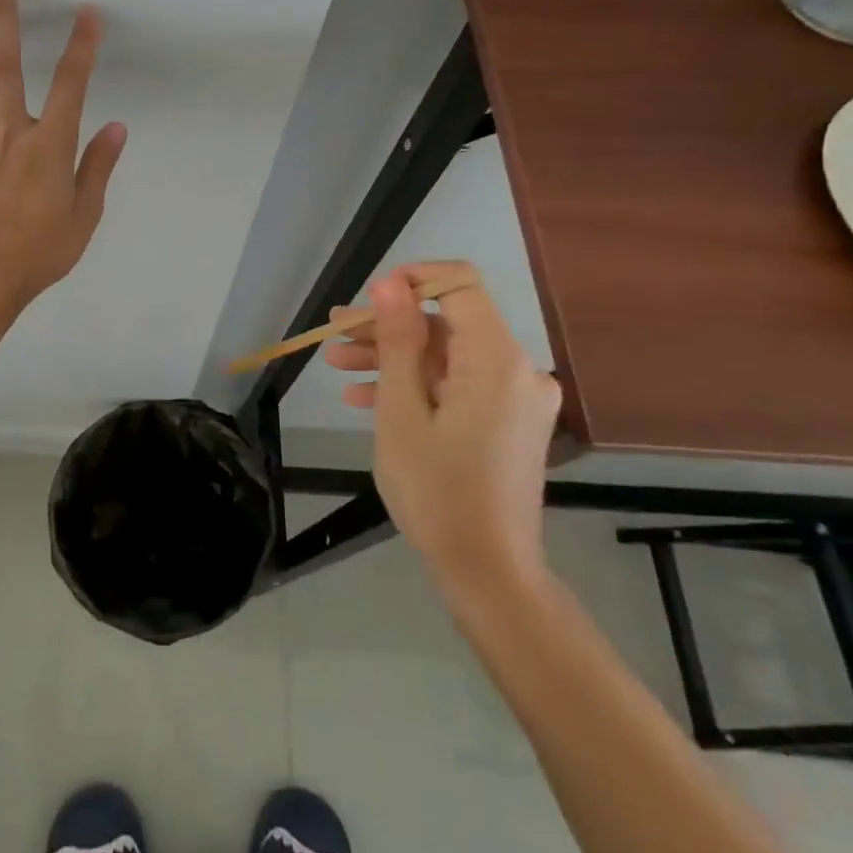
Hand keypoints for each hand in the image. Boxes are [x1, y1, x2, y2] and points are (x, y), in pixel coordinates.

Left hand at [0, 0, 126, 304]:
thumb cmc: (44, 249)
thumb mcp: (85, 213)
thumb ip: (98, 166)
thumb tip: (117, 127)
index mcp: (51, 145)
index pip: (71, 85)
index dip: (81, 47)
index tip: (88, 13)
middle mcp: (14, 134)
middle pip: (6, 67)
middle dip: (4, 18)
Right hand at [324, 262, 561, 592]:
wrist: (488, 573)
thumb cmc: (437, 491)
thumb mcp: (401, 411)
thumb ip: (397, 340)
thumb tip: (390, 283)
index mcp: (496, 360)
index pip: (460, 284)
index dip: (412, 280)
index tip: (366, 301)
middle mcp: (518, 370)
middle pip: (448, 324)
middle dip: (388, 326)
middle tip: (334, 335)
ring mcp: (516, 399)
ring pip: (448, 357)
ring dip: (394, 358)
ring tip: (337, 366)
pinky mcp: (509, 423)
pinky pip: (460, 387)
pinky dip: (418, 386)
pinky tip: (367, 399)